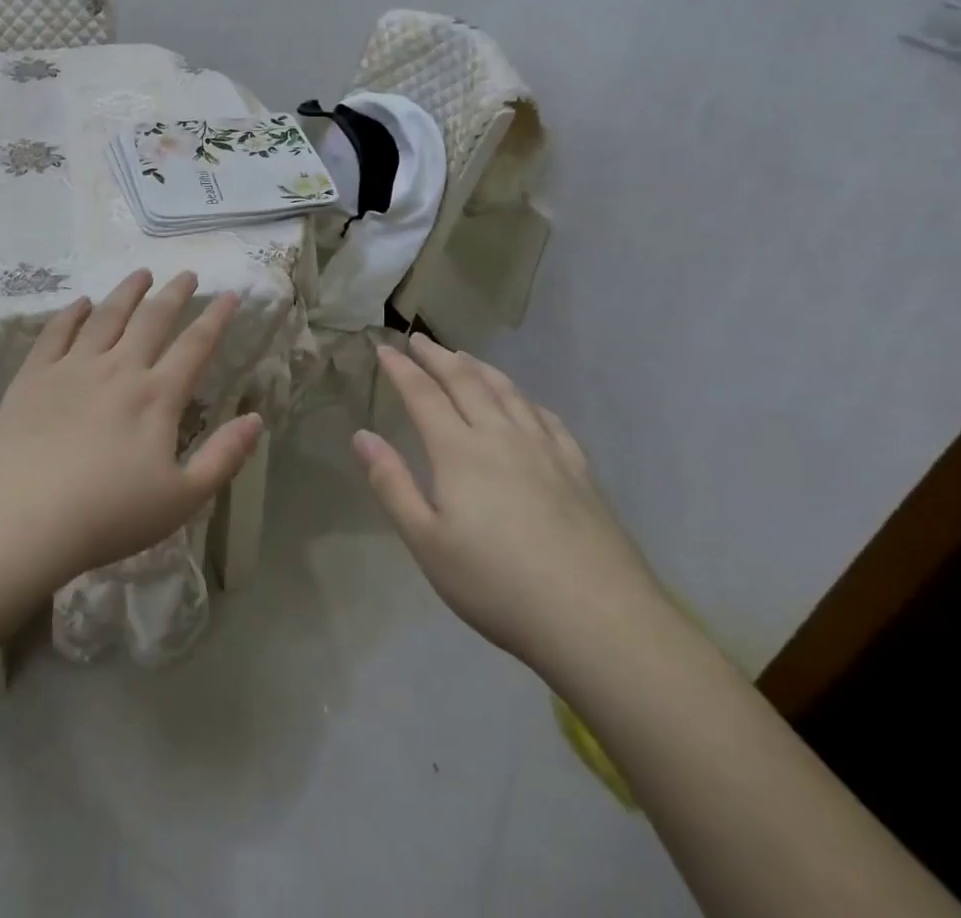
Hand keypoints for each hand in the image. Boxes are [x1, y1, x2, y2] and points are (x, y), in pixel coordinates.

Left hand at [0, 268, 262, 585]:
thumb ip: (223, 458)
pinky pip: (57, 332)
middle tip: (187, 274)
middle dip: (174, 294)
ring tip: (141, 273)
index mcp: (156, 396)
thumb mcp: (181, 499)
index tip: (230, 295)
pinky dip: (72, 313)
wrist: (22, 519)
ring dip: (127, 292)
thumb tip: (256, 419)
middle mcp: (118, 369)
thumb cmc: (107, 516)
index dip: (216, 317)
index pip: (195, 345)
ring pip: (106, 316)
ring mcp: (73, 367)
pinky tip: (80, 303)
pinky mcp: (34, 375)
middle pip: (152, 319)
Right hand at [353, 334, 662, 672]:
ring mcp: (546, 450)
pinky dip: (526, 400)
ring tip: (464, 358)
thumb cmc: (497, 584)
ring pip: (508, 392)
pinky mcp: (579, 471)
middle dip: (438, 358)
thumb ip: (392, 484)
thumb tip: (362, 436)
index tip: (384, 348)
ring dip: (481, 369)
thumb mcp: (427, 542)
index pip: (423, 395)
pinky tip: (525, 404)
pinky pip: (547, 418)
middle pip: (466, 382)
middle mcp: (501, 437)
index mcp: (459, 451)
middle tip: (419, 340)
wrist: (597, 619)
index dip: (401, 369)